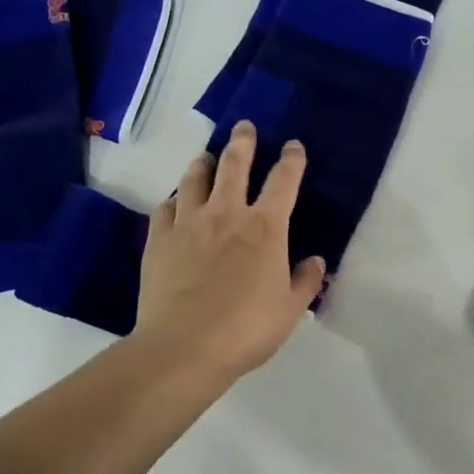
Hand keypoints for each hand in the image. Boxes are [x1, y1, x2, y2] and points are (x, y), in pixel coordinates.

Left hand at [134, 121, 327, 380]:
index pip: (283, 182)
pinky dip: (173, 201)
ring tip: (206, 157)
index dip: (291, 160)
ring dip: (203, 164)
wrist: (184, 347)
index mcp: (265, 228)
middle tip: (243, 126)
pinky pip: (165, 209)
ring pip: (195, 179)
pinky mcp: (158, 240)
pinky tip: (174, 204)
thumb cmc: (246, 330)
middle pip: (235, 166)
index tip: (293, 146)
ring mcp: (188, 224)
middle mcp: (227, 214)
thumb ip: (305, 281)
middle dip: (242, 142)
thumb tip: (315, 261)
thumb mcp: (289, 310)